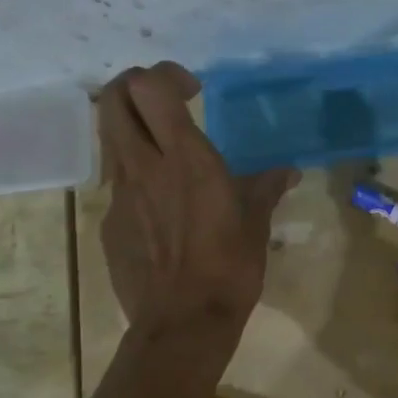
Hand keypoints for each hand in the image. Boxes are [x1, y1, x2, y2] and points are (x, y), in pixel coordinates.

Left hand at [97, 63, 297, 330]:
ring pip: (110, 140)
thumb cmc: (229, 266)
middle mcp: (143, 167)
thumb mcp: (257, 222)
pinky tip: (163, 209)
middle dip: (133, 86)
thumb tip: (288, 172)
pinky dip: (136, 179)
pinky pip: (117, 186)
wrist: (183, 322)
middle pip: (112, 100)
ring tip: (164, 153)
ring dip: (133, 130)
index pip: (149, 88)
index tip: (191, 91)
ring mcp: (119, 196)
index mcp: (184, 158)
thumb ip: (267, 187)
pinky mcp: (109, 224)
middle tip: (163, 102)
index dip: (165, 75)